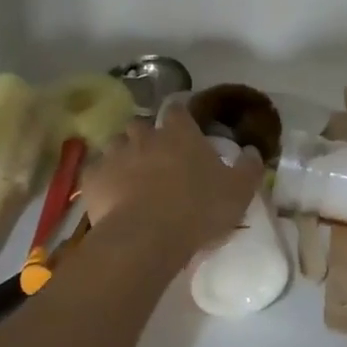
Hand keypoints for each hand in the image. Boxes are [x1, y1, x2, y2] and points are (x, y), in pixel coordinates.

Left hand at [79, 106, 262, 257]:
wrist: (147, 237)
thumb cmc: (198, 209)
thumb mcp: (238, 192)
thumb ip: (249, 168)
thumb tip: (253, 151)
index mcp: (179, 133)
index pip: (178, 110)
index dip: (180, 117)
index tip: (184, 128)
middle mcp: (144, 136)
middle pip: (141, 124)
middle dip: (147, 135)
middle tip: (157, 156)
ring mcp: (114, 155)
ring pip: (115, 144)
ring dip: (123, 155)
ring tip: (131, 176)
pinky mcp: (92, 179)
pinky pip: (96, 172)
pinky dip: (103, 179)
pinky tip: (111, 195)